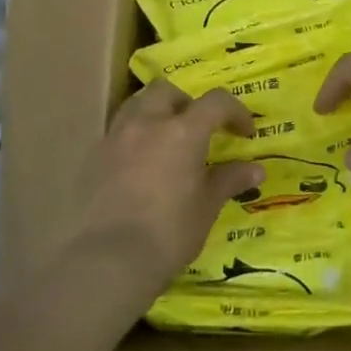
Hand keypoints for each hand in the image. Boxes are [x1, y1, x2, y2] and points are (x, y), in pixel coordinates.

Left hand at [71, 78, 263, 295]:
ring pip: (137, 104)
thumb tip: (256, 169)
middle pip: (168, 90)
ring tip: (167, 140)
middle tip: (199, 130)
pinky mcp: (94, 156)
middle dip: (188, 103)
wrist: (109, 259)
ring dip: (157, 112)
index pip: (216, 102)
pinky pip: (119, 131)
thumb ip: (229, 180)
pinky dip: (135, 136)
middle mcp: (147, 123)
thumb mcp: (206, 207)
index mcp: (182, 131)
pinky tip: (141, 165)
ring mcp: (116, 137)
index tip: (245, 134)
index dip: (236, 112)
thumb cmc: (169, 232)